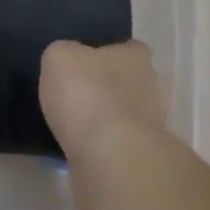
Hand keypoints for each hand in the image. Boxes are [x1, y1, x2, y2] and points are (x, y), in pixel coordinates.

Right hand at [40, 40, 167, 209]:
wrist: (108, 158)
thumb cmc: (87, 93)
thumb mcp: (59, 56)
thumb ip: (63, 53)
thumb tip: (68, 62)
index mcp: (137, 57)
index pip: (129, 47)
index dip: (108, 51)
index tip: (84, 61)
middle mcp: (150, 89)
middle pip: (128, 83)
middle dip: (106, 88)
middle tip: (74, 93)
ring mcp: (148, 129)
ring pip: (121, 117)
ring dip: (102, 121)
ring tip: (70, 124)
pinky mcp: (138, 161)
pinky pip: (114, 147)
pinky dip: (97, 148)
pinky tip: (75, 148)